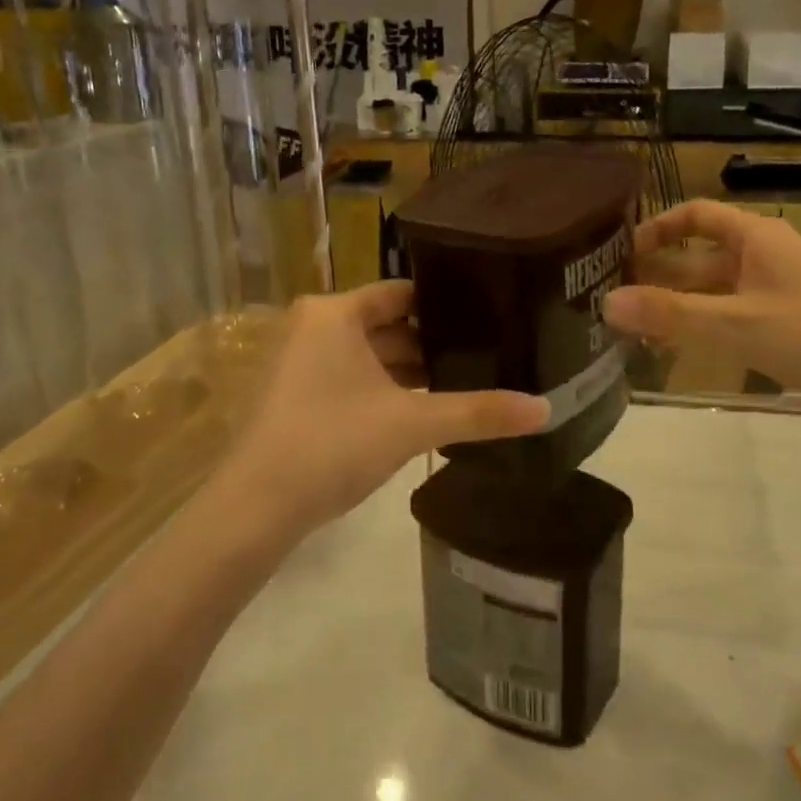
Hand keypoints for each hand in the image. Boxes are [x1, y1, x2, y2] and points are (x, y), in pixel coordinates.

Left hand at [222, 284, 548, 538]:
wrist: (255, 508)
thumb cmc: (333, 442)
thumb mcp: (412, 424)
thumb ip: (478, 412)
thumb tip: (545, 409)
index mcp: (334, 313)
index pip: (402, 292)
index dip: (445, 303)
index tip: (488, 314)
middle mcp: (313, 327)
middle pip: (387, 325)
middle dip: (432, 343)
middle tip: (488, 352)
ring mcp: (300, 363)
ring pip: (370, 355)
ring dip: (410, 371)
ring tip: (466, 380)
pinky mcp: (296, 397)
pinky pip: (353, 379)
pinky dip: (385, 390)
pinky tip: (424, 410)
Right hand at [603, 200, 800, 424]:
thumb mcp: (736, 324)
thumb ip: (670, 314)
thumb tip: (606, 303)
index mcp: (755, 237)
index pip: (695, 215)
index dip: (657, 228)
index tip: (622, 253)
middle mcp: (764, 254)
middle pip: (699, 255)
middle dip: (659, 275)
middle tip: (616, 300)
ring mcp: (776, 288)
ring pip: (714, 288)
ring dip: (678, 305)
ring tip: (637, 331)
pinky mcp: (786, 319)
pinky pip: (732, 312)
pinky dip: (703, 324)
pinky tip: (680, 350)